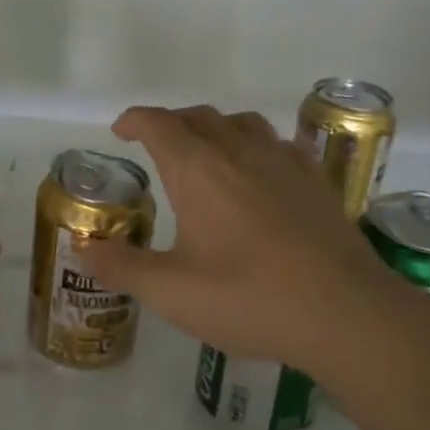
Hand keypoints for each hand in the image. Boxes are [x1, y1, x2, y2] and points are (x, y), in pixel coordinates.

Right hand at [75, 105, 429, 377]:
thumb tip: (83, 249)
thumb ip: (122, 267)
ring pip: (241, 123)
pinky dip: (256, 145)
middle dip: (171, 123)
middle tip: (156, 145)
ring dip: (215, 128)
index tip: (120, 130)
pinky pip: (279, 143)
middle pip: (198, 117)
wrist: (346, 313)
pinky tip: (261, 171)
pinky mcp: (316, 180)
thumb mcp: (172, 292)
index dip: (136, 120)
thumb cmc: (249, 298)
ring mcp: (283, 162)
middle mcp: (239, 152)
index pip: (159, 124)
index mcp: (198, 170)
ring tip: (206, 151)